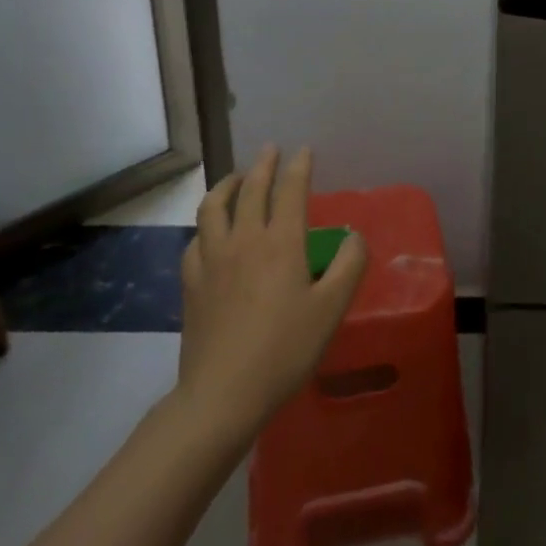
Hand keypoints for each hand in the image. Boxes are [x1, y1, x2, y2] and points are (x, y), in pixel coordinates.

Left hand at [175, 146, 366, 441]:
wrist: (222, 395)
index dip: (299, 167)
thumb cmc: (284, 350)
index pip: (290, 190)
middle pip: (250, 189)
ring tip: (236, 178)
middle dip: (263, 165)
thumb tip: (353, 235)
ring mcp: (212, 260)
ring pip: (213, 207)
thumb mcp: (331, 309)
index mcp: (281, 242)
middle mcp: (244, 240)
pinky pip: (196, 239)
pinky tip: (211, 231)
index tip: (304, 150)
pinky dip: (206, 224)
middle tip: (270, 150)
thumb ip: (349, 265)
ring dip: (226, 185)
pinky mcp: (192, 283)